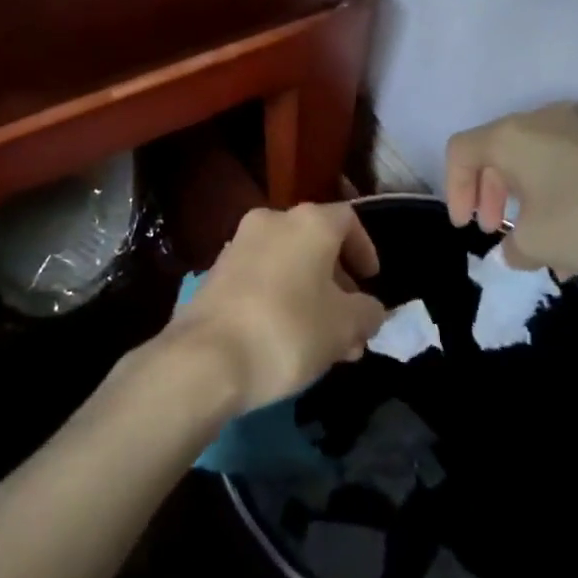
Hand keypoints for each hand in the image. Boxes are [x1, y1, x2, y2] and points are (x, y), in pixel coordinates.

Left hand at [167, 204, 386, 411]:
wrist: (205, 357)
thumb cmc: (288, 330)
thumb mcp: (345, 327)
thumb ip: (367, 312)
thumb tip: (369, 309)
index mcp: (308, 222)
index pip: (348, 220)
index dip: (365, 249)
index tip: (371, 282)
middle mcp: (272, 221)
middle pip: (315, 243)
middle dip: (338, 283)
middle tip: (351, 324)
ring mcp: (239, 245)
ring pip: (288, 264)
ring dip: (310, 295)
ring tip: (324, 344)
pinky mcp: (215, 273)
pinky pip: (261, 279)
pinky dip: (280, 299)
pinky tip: (287, 341)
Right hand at [446, 102, 577, 278]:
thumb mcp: (539, 244)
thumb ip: (513, 248)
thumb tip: (514, 249)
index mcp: (511, 136)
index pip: (461, 151)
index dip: (454, 189)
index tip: (467, 227)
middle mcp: (541, 121)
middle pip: (497, 154)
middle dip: (490, 196)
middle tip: (495, 232)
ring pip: (535, 163)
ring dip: (526, 202)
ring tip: (539, 249)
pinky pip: (568, 168)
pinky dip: (558, 199)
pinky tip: (577, 246)